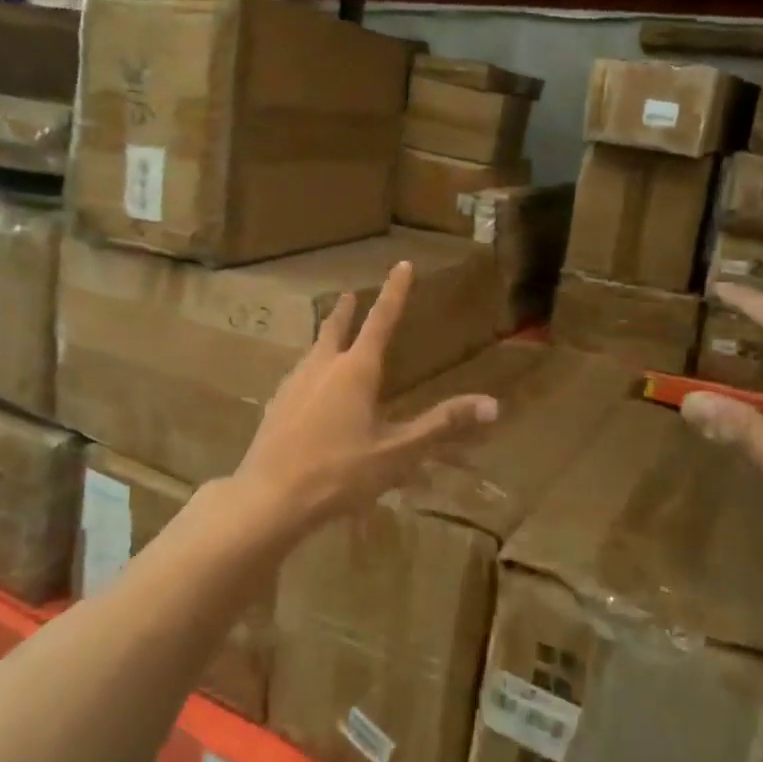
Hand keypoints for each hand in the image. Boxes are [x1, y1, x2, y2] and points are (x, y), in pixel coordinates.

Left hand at [229, 262, 498, 538]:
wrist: (270, 497)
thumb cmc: (340, 473)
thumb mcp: (397, 453)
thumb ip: (441, 426)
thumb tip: (492, 403)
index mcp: (355, 370)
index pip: (381, 320)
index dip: (395, 292)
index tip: (401, 264)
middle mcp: (322, 367)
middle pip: (335, 328)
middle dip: (346, 310)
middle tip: (349, 295)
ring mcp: (293, 384)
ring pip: (314, 351)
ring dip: (326, 337)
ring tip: (331, 337)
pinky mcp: (275, 405)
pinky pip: (298, 376)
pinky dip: (311, 369)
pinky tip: (308, 389)